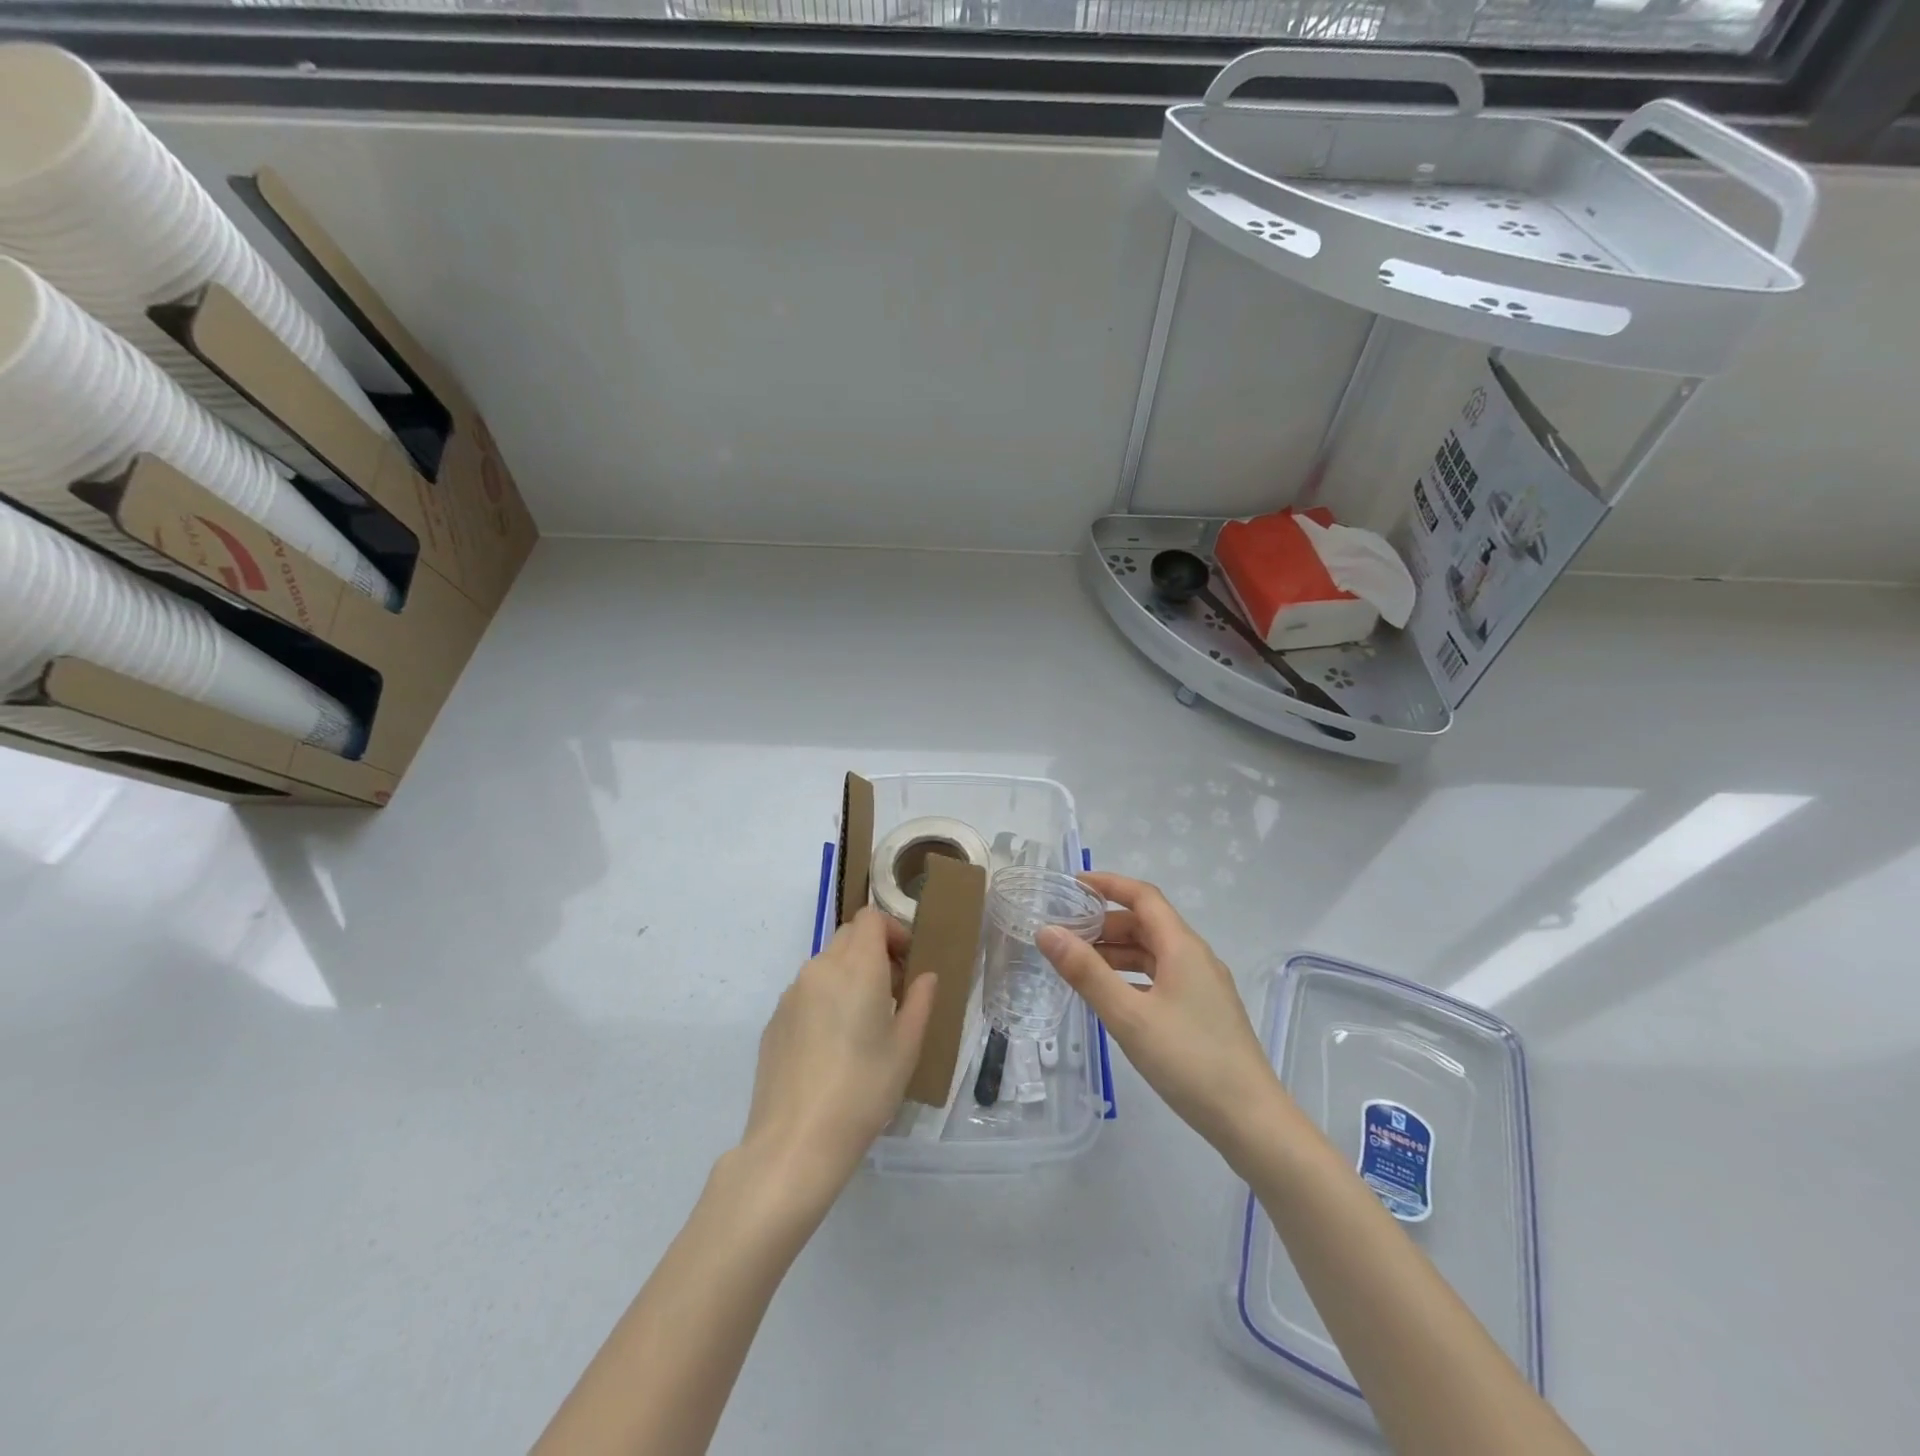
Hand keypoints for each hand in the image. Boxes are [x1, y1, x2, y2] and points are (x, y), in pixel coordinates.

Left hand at [737, 908, 936, 1212]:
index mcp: (856, 967)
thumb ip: (919, 1002)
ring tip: (862, 1021)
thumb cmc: (864, 1090)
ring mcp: (791, 994)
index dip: (893, 930)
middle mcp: (820, 968)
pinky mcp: (774, 1020)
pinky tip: (832, 1046)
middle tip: (891, 990)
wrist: (796, 1141)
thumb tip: (925, 977)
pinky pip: (805, 993)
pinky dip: (824, 999)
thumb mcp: (906, 1048)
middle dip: (873, 950)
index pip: (871, 918)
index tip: (907, 963)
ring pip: (825, 964)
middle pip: (848, 936)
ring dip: (848, 975)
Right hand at [1037, 873, 1282, 1165]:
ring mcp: (1203, 986)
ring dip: (1117, 951)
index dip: (1108, 885)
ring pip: (1154, 952)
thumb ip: (1086, 972)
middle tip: (1065, 933)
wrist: (1251, 1121)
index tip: (1071, 886)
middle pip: (1147, 923)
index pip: (1143, 896)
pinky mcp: (1204, 1012)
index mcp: (1182, 947)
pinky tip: (1111, 996)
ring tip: (1078, 965)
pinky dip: (1132, 976)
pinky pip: (1161, 977)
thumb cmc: (1188, 1061)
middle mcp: (1196, 957)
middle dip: (1105, 922)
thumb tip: (1047, 932)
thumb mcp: (1129, 1015)